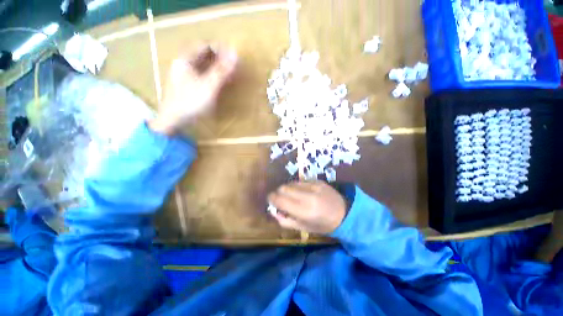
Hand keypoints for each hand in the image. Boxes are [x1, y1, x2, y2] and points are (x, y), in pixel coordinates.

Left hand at [149, 46, 237, 134]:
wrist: (174, 120)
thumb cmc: (190, 102)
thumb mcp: (208, 86)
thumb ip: (221, 71)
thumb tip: (235, 54)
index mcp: (185, 60)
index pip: (204, 45)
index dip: (220, 48)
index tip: (233, 56)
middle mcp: (183, 64)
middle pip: (203, 55)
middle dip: (220, 59)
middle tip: (233, 66)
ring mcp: (184, 75)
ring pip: (203, 65)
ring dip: (217, 68)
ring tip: (230, 75)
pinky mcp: (187, 84)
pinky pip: (201, 75)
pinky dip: (212, 77)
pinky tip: (220, 83)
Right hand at [268, 181, 346, 233]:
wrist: (344, 212)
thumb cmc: (323, 224)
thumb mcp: (304, 228)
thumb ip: (286, 221)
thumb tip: (274, 212)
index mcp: (304, 211)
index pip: (280, 200)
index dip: (272, 199)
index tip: (270, 200)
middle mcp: (308, 196)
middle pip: (283, 188)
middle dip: (278, 193)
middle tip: (279, 198)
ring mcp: (313, 185)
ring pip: (291, 183)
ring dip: (287, 189)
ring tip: (291, 195)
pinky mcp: (317, 180)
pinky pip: (300, 181)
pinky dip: (296, 186)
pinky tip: (301, 192)